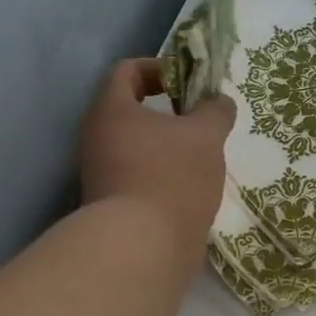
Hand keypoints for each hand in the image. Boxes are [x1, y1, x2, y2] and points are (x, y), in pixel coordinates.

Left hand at [77, 59, 234, 254]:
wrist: (143, 247)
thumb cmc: (172, 176)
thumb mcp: (206, 135)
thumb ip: (215, 111)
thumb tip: (219, 102)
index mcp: (111, 109)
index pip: (128, 71)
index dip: (161, 69)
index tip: (191, 84)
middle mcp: (96, 137)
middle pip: (131, 111)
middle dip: (169, 112)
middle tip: (202, 121)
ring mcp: (101, 174)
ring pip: (137, 147)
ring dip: (168, 147)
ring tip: (203, 157)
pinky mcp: (112, 205)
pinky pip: (140, 177)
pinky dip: (164, 176)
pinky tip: (192, 188)